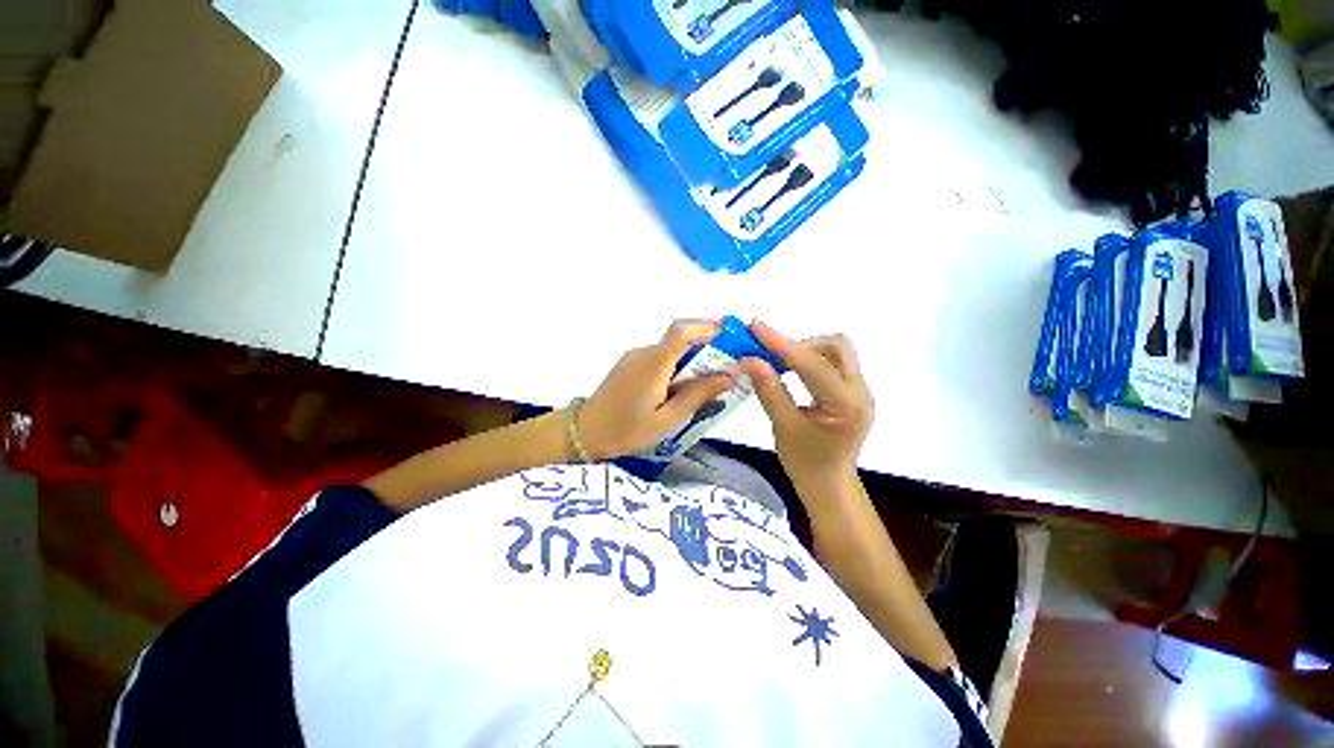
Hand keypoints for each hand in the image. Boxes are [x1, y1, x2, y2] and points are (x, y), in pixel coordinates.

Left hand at [578, 320, 733, 459]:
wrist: (585, 432)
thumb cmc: (627, 430)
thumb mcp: (667, 419)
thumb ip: (697, 396)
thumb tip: (727, 377)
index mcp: (653, 364)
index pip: (680, 332)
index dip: (705, 328)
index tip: (728, 334)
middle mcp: (644, 352)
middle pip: (679, 338)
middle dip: (706, 346)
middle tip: (727, 365)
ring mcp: (635, 357)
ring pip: (671, 349)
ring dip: (692, 358)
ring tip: (708, 381)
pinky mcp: (630, 364)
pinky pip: (660, 357)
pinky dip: (677, 365)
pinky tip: (682, 387)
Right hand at [740, 320, 873, 491]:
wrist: (828, 485)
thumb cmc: (805, 464)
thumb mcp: (784, 427)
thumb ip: (769, 390)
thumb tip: (749, 360)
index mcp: (847, 405)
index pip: (813, 364)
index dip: (781, 344)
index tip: (756, 327)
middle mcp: (860, 391)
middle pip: (835, 347)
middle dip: (800, 345)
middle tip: (770, 354)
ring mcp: (860, 391)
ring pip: (834, 352)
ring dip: (805, 351)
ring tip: (777, 362)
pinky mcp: (851, 392)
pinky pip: (832, 364)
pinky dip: (809, 361)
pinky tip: (790, 371)